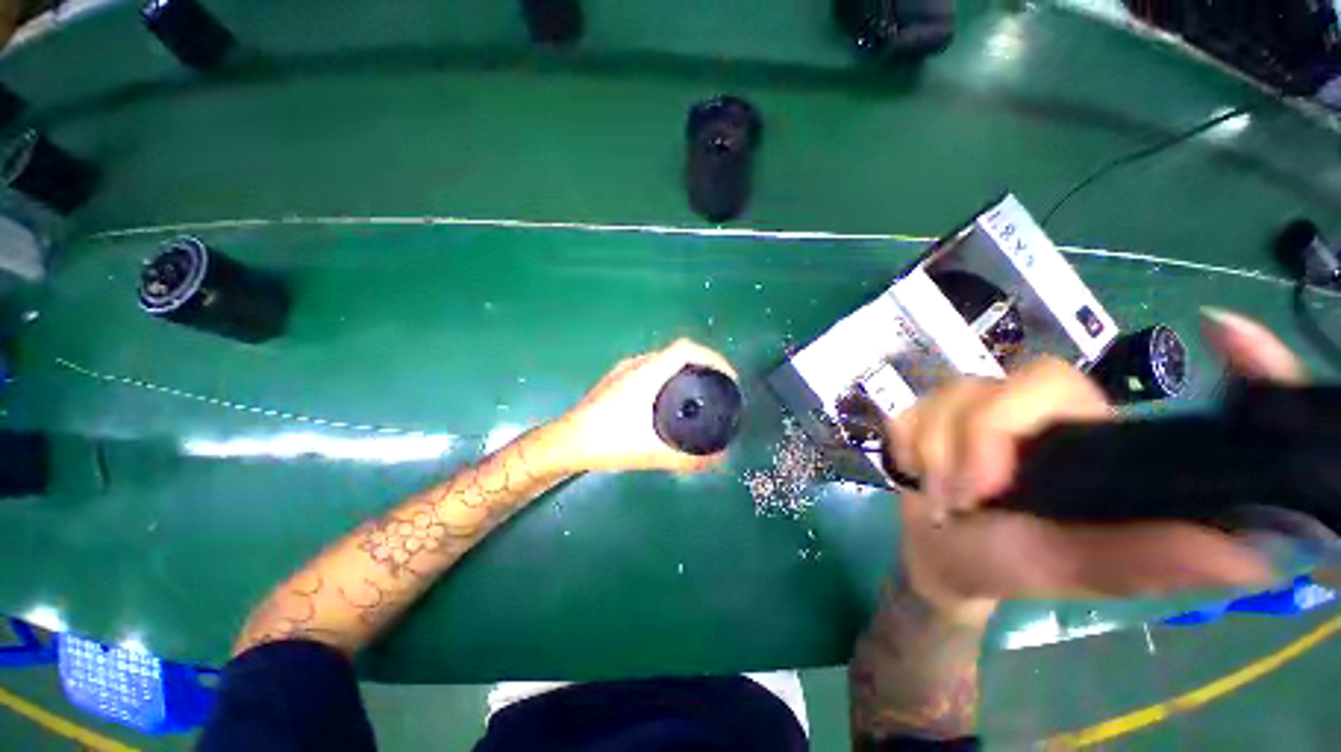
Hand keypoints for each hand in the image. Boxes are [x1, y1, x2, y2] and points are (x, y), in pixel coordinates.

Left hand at [558, 338, 738, 472]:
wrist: (567, 442)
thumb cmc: (608, 442)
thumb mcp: (652, 453)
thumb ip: (688, 459)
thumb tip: (719, 461)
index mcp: (647, 373)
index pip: (686, 349)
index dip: (713, 357)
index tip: (727, 376)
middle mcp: (636, 364)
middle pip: (678, 352)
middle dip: (702, 365)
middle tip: (717, 387)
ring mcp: (624, 370)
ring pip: (663, 360)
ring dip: (684, 370)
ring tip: (697, 392)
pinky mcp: (616, 379)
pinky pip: (651, 369)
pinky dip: (668, 377)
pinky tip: (668, 400)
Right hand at [885, 309, 1296, 624]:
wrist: (936, 556)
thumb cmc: (1006, 566)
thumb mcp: (1071, 570)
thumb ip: (1142, 559)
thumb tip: (1250, 556)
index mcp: (1092, 439)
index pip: (1111, 390)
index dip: (1180, 356)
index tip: (1222, 329)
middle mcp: (1043, 411)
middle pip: (1015, 385)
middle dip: (976, 437)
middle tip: (966, 493)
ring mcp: (980, 405)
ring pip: (949, 395)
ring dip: (934, 451)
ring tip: (942, 497)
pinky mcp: (932, 409)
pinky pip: (908, 410)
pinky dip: (907, 444)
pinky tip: (918, 471)